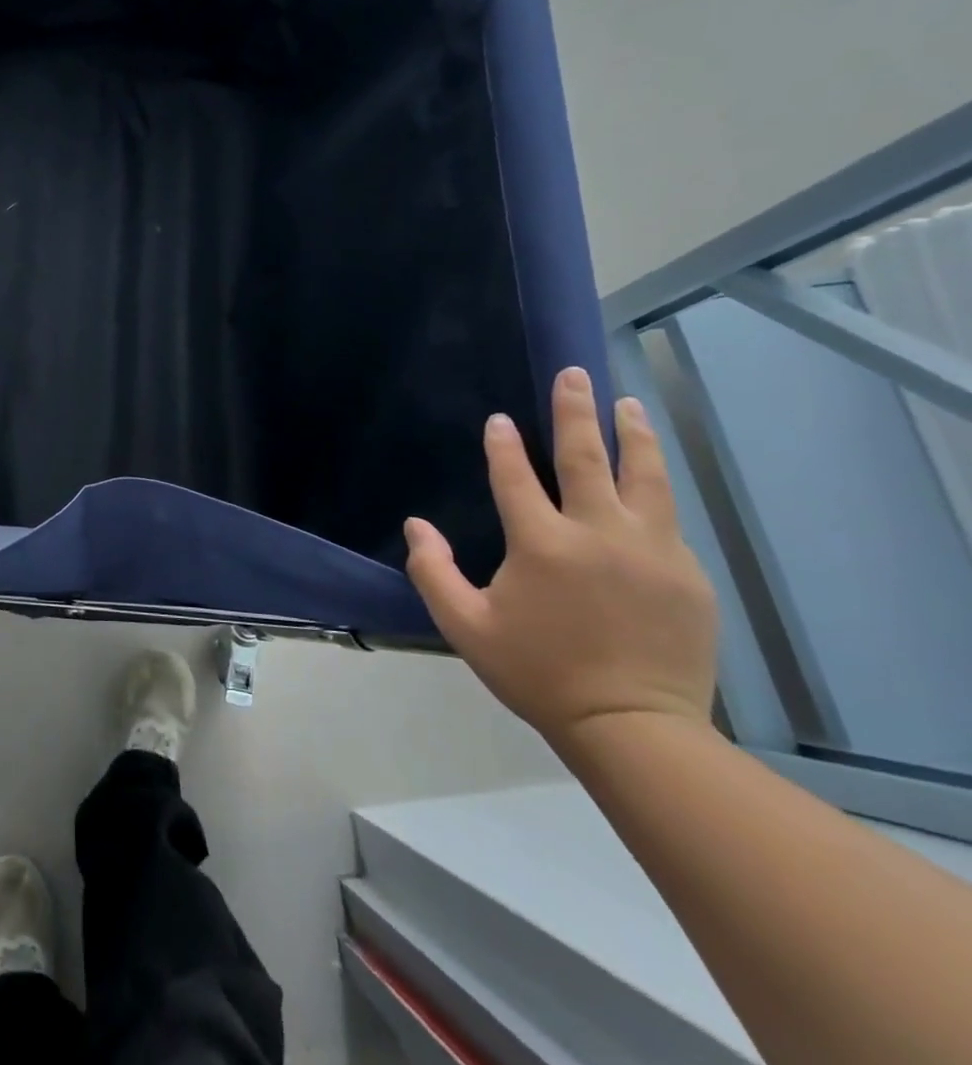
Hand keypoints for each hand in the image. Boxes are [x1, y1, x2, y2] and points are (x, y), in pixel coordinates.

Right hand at [402, 366, 718, 750]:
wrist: (633, 727)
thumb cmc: (538, 673)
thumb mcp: (465, 626)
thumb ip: (432, 571)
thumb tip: (415, 526)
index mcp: (542, 544)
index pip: (517, 477)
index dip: (503, 446)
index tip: (499, 419)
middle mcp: (599, 534)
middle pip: (588, 458)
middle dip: (576, 412)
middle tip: (575, 374)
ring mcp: (652, 551)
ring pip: (645, 477)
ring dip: (632, 435)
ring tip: (627, 404)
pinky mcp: (686, 574)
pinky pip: (667, 518)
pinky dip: (653, 488)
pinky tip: (649, 479)